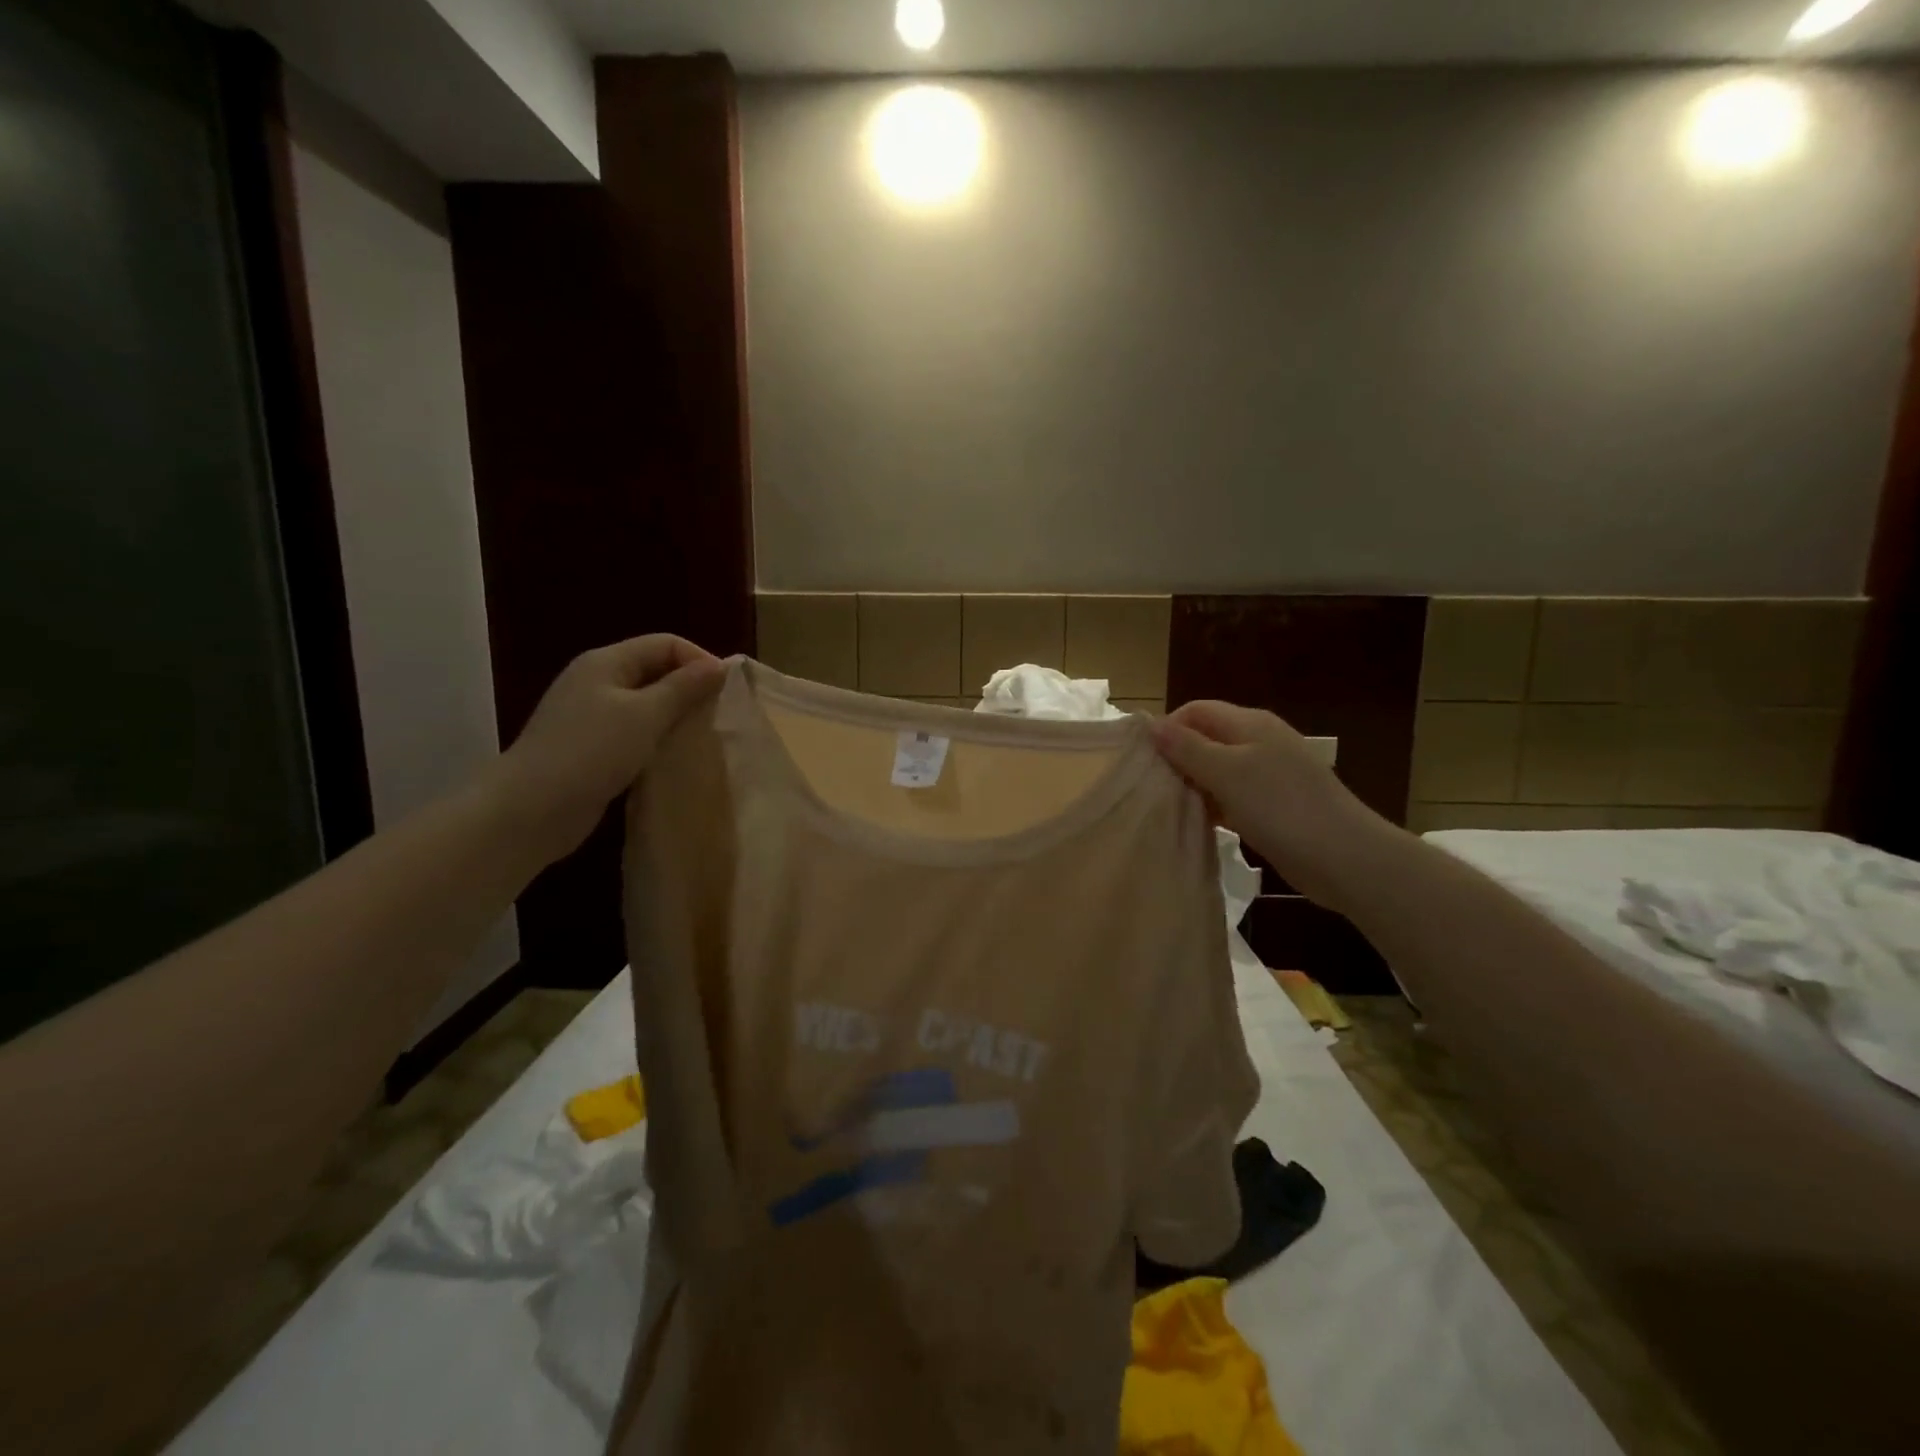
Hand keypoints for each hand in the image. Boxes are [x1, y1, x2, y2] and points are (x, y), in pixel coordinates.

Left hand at [484, 635, 725, 864]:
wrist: (531, 809)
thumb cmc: (591, 752)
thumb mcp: (645, 715)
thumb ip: (684, 688)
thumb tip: (719, 665)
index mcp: (606, 662)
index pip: (664, 644)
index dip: (699, 660)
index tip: (728, 691)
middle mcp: (597, 682)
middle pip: (655, 671)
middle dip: (690, 689)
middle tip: (720, 716)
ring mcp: (591, 716)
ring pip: (646, 705)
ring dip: (675, 717)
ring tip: (703, 737)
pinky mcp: (591, 748)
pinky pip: (635, 733)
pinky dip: (657, 740)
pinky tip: (673, 758)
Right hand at [1152, 700, 1388, 910]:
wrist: (1344, 856)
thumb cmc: (1280, 806)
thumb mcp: (1226, 772)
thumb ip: (1186, 748)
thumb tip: (1151, 724)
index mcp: (1250, 723)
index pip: (1196, 710)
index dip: (1167, 728)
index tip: (1143, 759)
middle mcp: (1260, 741)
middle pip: (1206, 738)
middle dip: (1178, 758)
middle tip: (1152, 786)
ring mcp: (1270, 773)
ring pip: (1218, 769)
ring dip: (1195, 784)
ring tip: (1170, 806)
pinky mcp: (1275, 804)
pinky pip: (1234, 795)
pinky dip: (1215, 804)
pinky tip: (1201, 823)